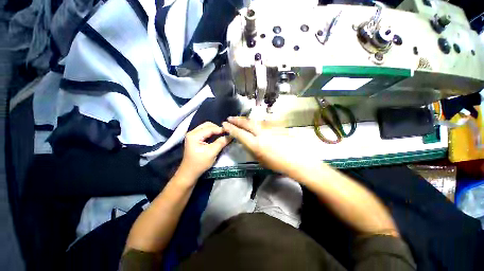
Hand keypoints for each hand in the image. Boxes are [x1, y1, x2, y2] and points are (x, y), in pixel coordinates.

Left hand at [178, 122, 230, 180]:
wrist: (189, 173)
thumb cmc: (200, 163)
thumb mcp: (212, 152)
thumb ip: (221, 142)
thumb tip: (231, 135)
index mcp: (194, 135)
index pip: (210, 128)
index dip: (221, 129)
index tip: (230, 131)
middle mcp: (192, 132)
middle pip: (207, 125)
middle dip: (217, 128)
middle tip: (226, 133)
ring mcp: (193, 135)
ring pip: (206, 128)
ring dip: (215, 130)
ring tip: (223, 134)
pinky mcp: (195, 139)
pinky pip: (205, 132)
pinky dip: (212, 133)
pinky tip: (217, 136)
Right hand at [222, 117, 310, 175]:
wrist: (295, 160)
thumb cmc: (276, 164)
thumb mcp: (259, 159)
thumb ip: (250, 148)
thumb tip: (244, 141)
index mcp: (256, 144)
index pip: (240, 134)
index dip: (231, 128)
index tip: (225, 125)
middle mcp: (261, 134)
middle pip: (246, 124)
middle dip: (236, 120)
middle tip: (229, 118)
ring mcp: (269, 129)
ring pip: (254, 121)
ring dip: (245, 120)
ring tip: (239, 119)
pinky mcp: (275, 127)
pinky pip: (262, 123)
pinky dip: (255, 122)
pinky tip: (252, 123)